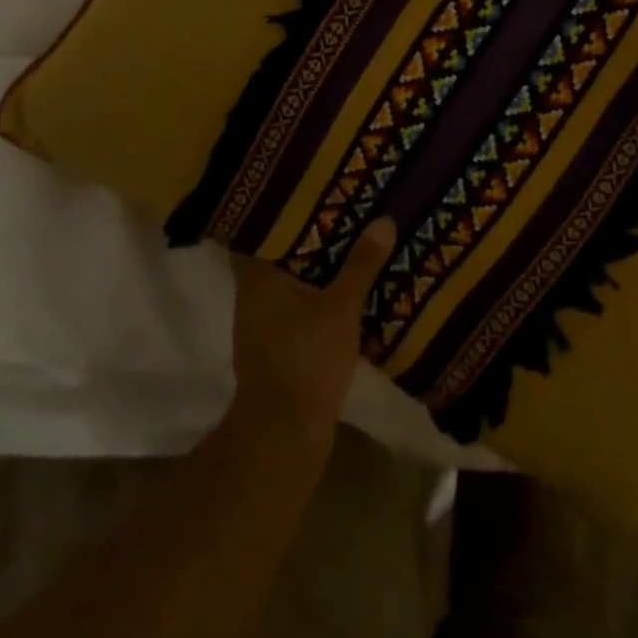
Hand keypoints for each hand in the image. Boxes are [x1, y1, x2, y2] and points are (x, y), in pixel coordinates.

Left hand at [230, 217, 396, 440]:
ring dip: (323, 276)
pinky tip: (350, 296)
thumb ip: (361, 264)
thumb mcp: (341, 307)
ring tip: (358, 251)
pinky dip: (322, 303)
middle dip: (319, 245)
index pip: (275, 233)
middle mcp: (255, 299)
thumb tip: (383, 220)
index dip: (301, 216)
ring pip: (297, 289)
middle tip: (353, 219)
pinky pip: (302, 314)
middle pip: (289, 260)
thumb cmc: (306, 361)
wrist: (285, 439)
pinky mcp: (278, 354)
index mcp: (259, 280)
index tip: (328, 199)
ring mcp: (264, 330)